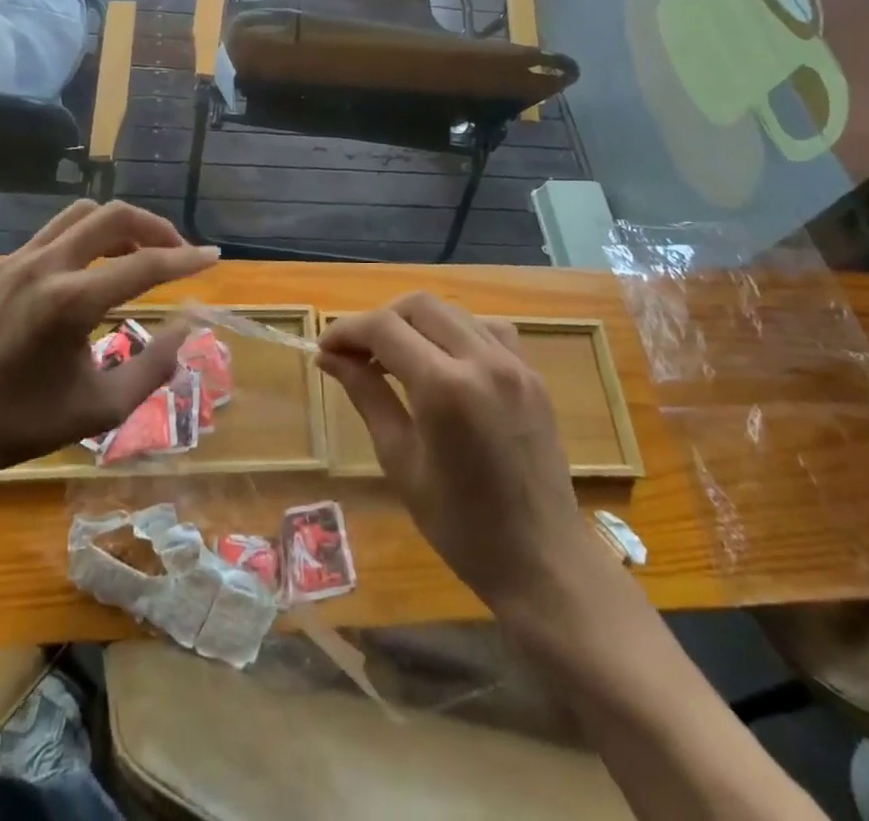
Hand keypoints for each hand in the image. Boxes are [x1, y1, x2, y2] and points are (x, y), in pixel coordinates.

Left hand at [0, 201, 216, 496]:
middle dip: (154, 227)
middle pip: (113, 215)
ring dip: (118, 227)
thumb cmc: (24, 424)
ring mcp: (15, 260)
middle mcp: (44, 267)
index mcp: (70, 302)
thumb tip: (189, 324)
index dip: (185, 259)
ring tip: (137, 255)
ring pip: (80, 214)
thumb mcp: (103, 407)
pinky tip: (91, 272)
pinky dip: (85, 240)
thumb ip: (156, 364)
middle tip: (176, 251)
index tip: (214, 256)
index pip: (144, 265)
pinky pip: (53, 234)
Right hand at [318, 294, 596, 616]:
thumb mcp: (400, 461)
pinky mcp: (532, 374)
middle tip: (357, 353)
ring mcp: (514, 363)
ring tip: (395, 357)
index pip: (384, 328)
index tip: (325, 348)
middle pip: (418, 306)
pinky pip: (488, 328)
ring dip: (416, 322)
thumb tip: (330, 356)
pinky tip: (446, 361)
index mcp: (445, 388)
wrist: (543, 561)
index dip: (347, 330)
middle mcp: (482, 360)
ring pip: (452, 311)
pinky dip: (457, 331)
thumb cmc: (461, 525)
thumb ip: (366, 395)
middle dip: (380, 320)